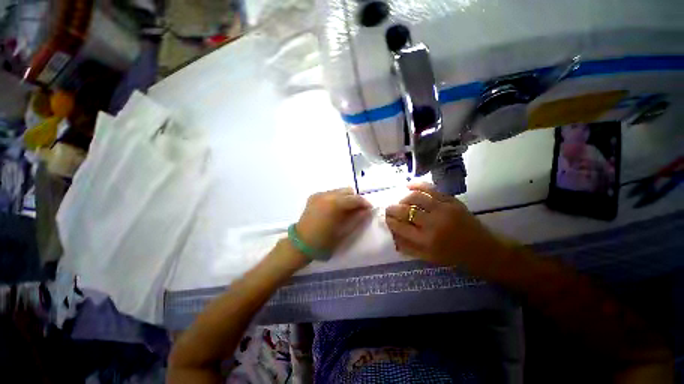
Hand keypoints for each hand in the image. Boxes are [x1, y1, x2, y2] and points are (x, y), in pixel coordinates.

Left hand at [297, 187, 371, 252]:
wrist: (301, 244)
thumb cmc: (324, 241)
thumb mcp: (343, 231)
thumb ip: (357, 219)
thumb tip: (367, 211)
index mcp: (335, 203)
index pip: (354, 198)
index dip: (364, 203)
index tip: (369, 209)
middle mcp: (327, 195)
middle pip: (347, 191)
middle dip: (355, 199)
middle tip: (358, 211)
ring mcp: (319, 194)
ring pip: (338, 191)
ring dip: (345, 198)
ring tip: (346, 211)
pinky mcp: (313, 196)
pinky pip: (330, 193)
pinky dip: (336, 199)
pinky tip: (335, 210)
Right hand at [385, 182, 504, 266]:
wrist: (483, 249)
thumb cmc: (453, 256)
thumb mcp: (428, 257)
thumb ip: (407, 246)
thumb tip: (392, 234)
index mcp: (426, 240)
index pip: (399, 226)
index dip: (390, 221)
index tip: (386, 218)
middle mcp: (432, 223)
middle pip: (404, 210)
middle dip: (392, 208)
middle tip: (389, 209)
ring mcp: (443, 209)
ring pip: (415, 197)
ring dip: (403, 198)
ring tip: (401, 201)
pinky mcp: (451, 201)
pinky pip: (430, 189)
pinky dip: (417, 185)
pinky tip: (408, 185)